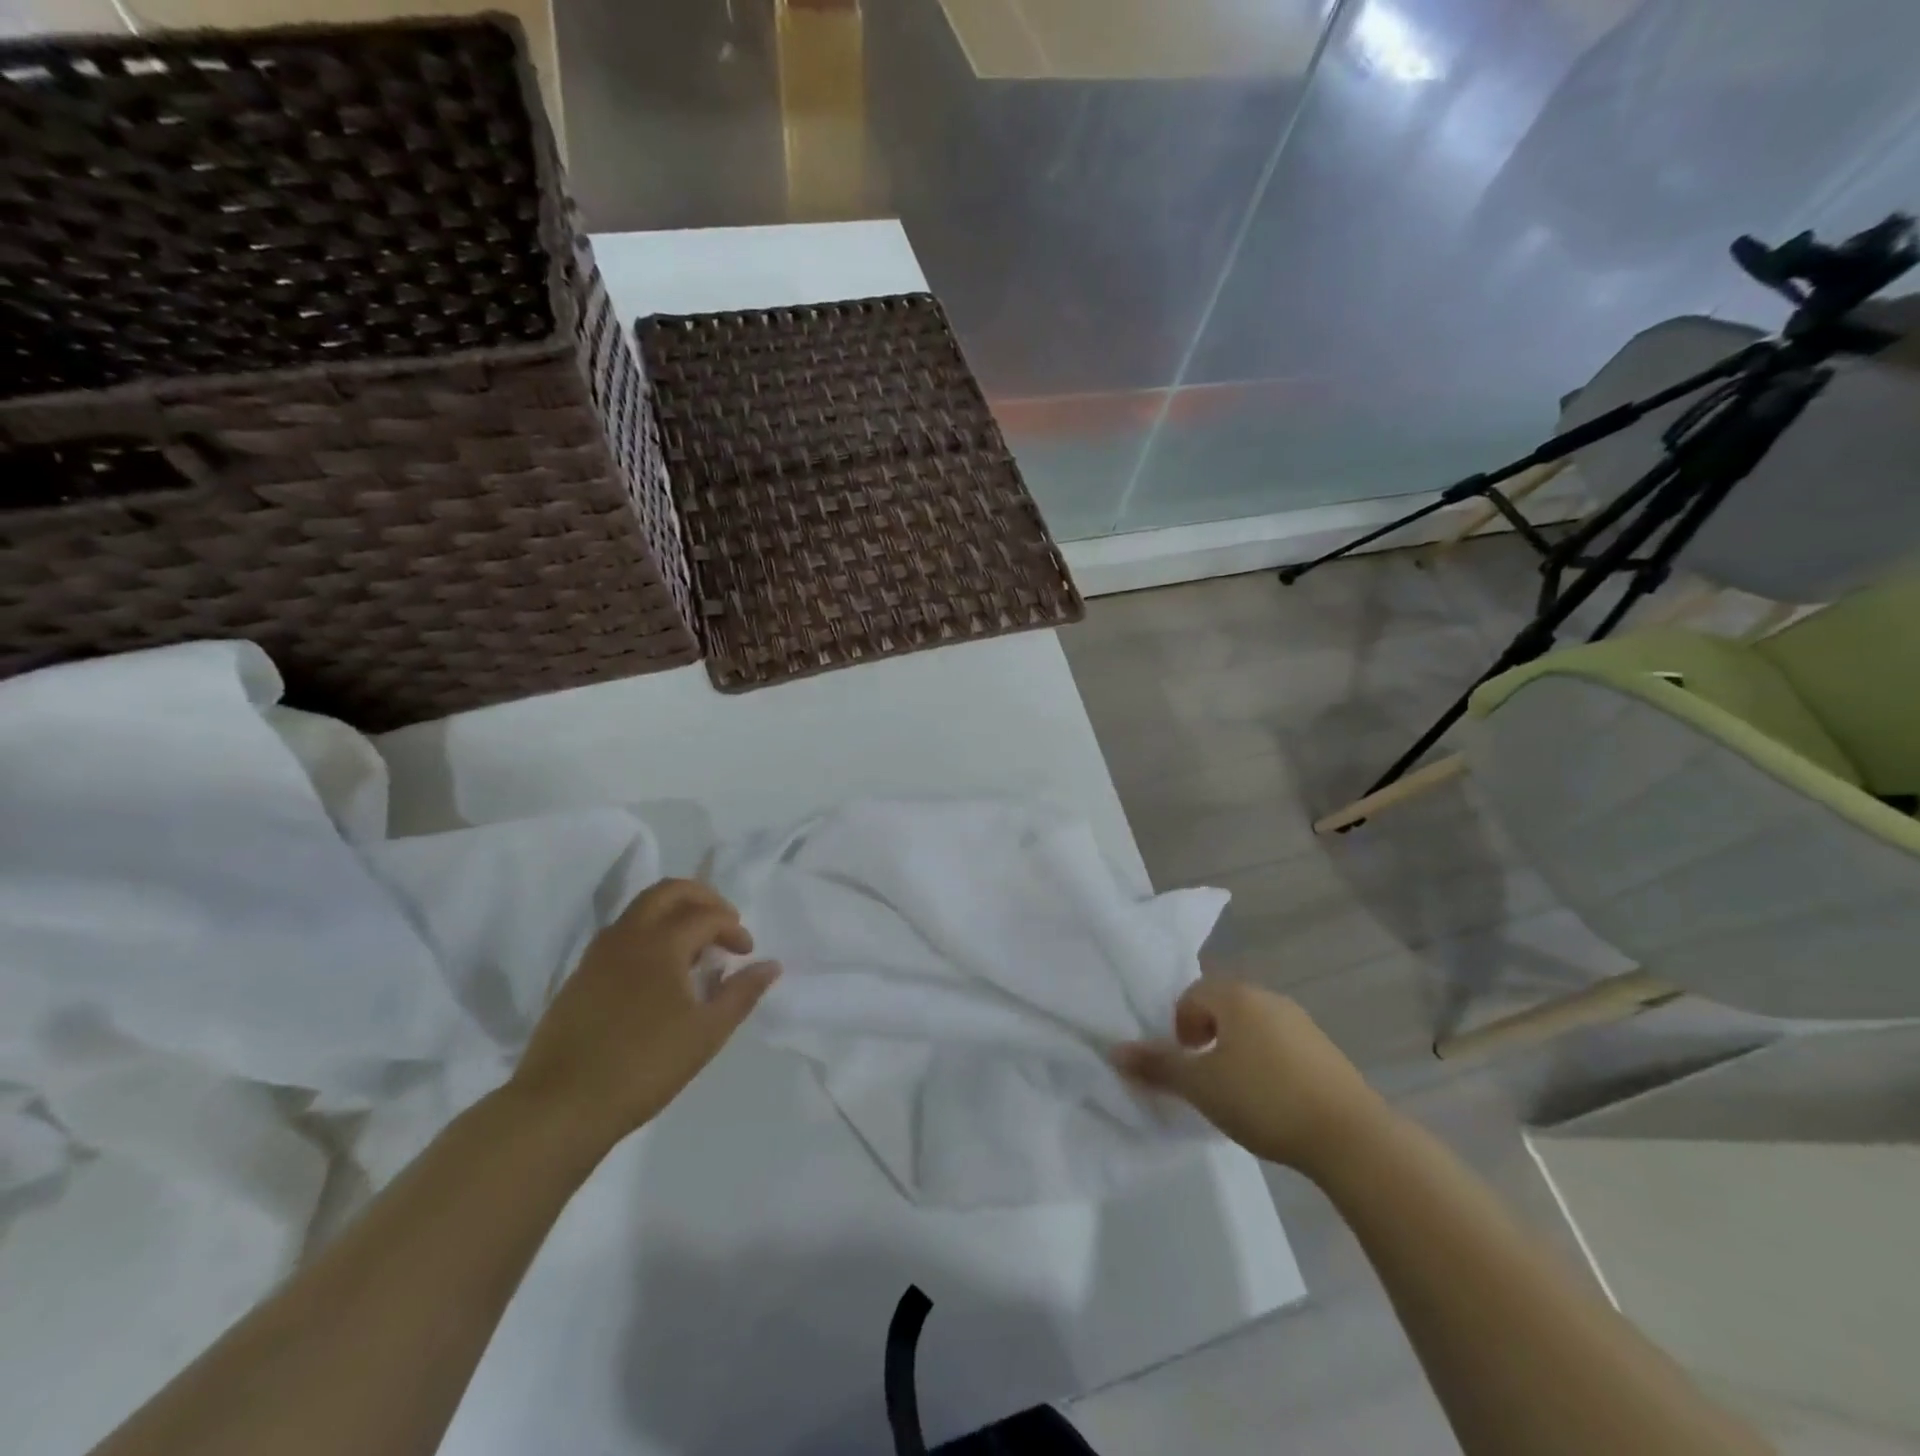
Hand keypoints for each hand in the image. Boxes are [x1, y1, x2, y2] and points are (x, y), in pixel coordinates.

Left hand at [508, 879, 779, 1150]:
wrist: (560, 1106)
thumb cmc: (644, 1066)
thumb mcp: (706, 1033)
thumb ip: (741, 993)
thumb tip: (771, 965)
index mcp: (660, 944)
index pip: (706, 916)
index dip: (733, 928)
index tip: (746, 954)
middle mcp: (627, 937)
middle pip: (668, 892)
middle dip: (702, 898)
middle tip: (723, 922)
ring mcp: (597, 955)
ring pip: (640, 910)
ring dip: (673, 914)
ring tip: (695, 948)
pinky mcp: (580, 977)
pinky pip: (622, 935)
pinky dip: (649, 935)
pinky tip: (659, 974)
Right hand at [1113, 979, 1390, 1177]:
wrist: (1350, 1137)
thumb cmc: (1263, 1099)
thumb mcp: (1200, 1086)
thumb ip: (1157, 1065)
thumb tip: (1115, 1050)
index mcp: (1236, 997)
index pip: (1191, 994)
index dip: (1178, 1026)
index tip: (1184, 1064)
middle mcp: (1268, 998)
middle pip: (1222, 1007)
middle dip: (1205, 1037)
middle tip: (1203, 1078)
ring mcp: (1301, 1023)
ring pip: (1252, 1027)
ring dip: (1235, 1051)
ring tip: (1235, 1093)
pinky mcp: (1324, 1051)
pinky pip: (1279, 1046)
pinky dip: (1265, 1064)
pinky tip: (1270, 1101)